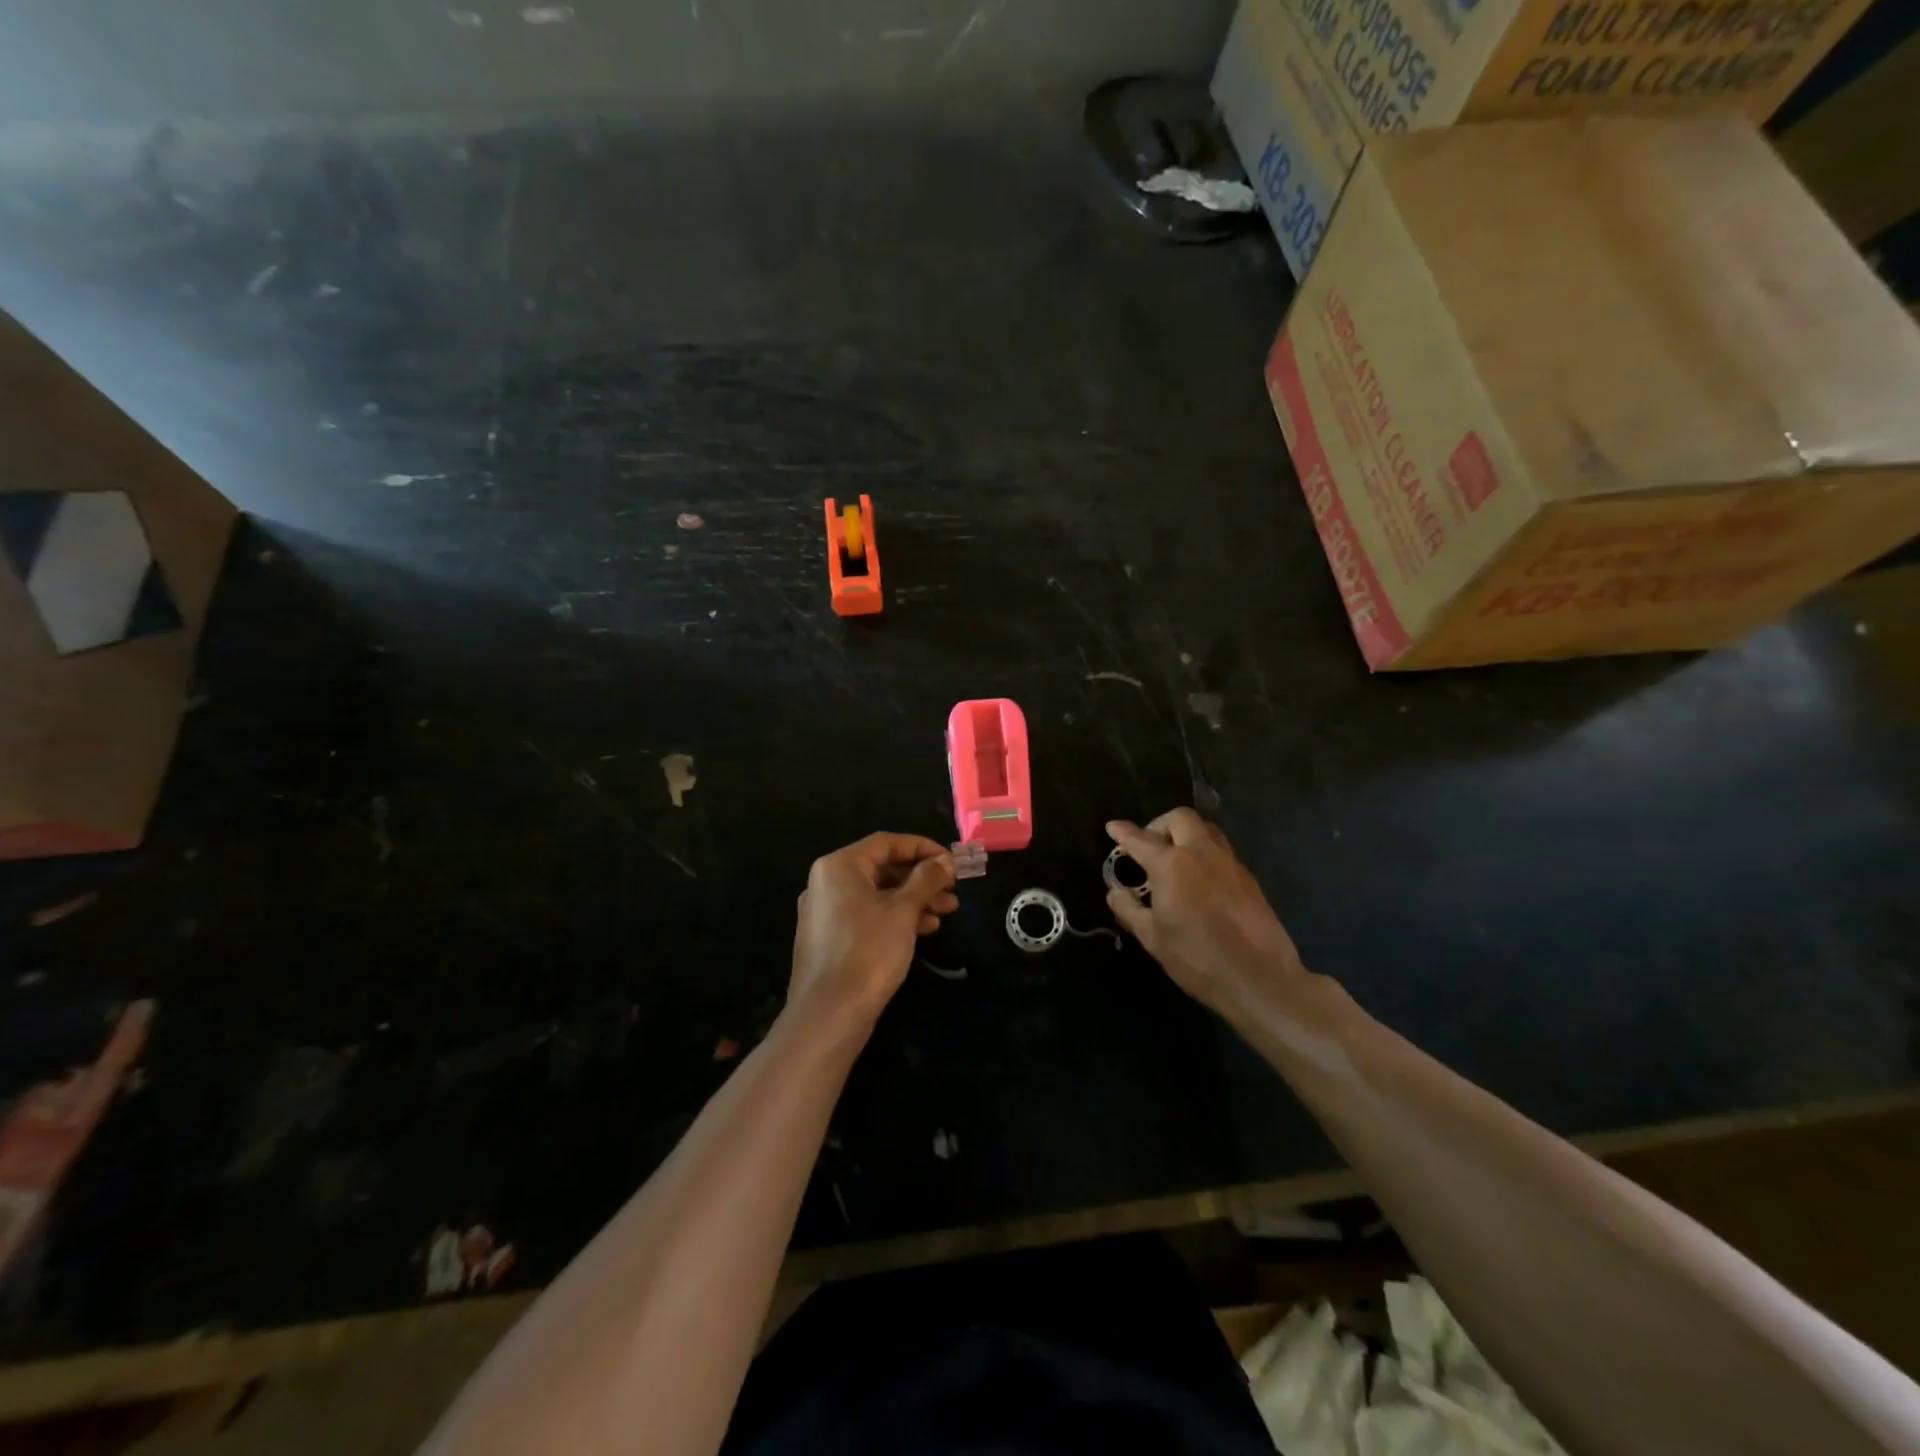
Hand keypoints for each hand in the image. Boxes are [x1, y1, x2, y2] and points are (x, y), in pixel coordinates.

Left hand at [790, 833, 957, 1023]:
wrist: (830, 1013)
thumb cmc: (869, 951)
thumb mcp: (903, 910)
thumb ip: (926, 880)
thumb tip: (944, 861)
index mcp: (839, 866)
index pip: (886, 843)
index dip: (922, 847)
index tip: (951, 861)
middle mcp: (827, 883)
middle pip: (882, 868)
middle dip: (921, 878)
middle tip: (953, 889)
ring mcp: (826, 912)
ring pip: (877, 894)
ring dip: (914, 899)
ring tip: (947, 910)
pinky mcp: (830, 939)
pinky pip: (867, 916)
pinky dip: (895, 917)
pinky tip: (924, 928)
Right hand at [1105, 809, 1306, 1015]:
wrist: (1259, 979)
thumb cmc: (1197, 959)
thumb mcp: (1152, 938)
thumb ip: (1129, 908)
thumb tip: (1116, 891)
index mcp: (1172, 865)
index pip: (1141, 839)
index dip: (1123, 832)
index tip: (1112, 826)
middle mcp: (1201, 853)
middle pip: (1179, 818)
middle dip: (1159, 824)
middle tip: (1149, 846)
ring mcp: (1229, 862)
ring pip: (1205, 829)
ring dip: (1185, 834)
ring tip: (1174, 859)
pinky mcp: (1248, 877)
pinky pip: (1221, 850)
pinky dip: (1204, 853)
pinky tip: (1199, 880)